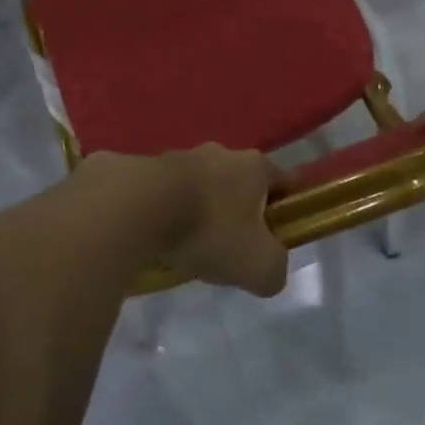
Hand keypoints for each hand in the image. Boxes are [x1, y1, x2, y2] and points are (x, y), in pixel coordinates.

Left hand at [79, 146, 289, 296]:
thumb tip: (269, 271)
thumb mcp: (259, 266)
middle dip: (239, 213)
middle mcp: (220, 153)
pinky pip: (167, 193)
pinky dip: (168, 212)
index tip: (279, 235)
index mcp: (254, 166)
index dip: (287, 208)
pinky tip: (160, 239)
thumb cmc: (210, 230)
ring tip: (189, 248)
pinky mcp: (146, 168)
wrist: (137, 206)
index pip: (284, 181)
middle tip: (231, 249)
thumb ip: (275, 270)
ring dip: (200, 211)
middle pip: (240, 184)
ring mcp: (180, 156)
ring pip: (201, 187)